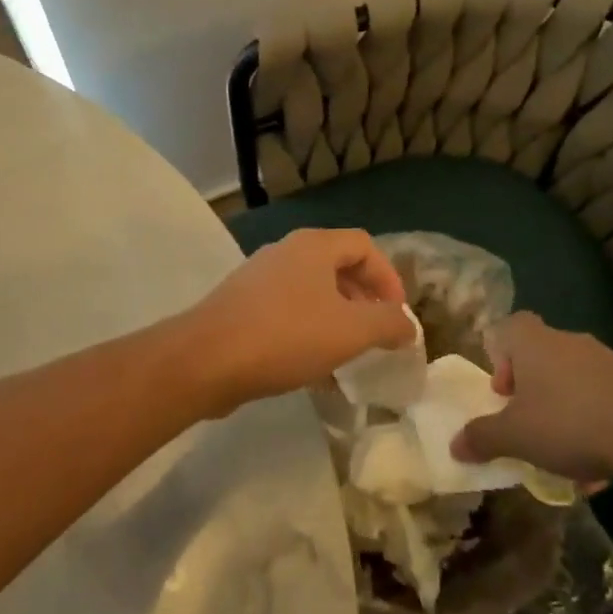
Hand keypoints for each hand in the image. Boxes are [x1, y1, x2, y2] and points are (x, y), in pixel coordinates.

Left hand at [185, 228, 414, 415]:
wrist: (205, 359)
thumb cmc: (285, 336)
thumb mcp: (350, 331)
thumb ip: (387, 324)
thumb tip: (407, 324)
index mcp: (314, 246)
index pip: (365, 245)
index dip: (388, 277)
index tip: (397, 315)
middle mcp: (286, 252)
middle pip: (338, 266)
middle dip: (363, 299)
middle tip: (376, 333)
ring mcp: (259, 277)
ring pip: (311, 291)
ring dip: (336, 318)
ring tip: (347, 354)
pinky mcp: (241, 305)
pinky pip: (287, 311)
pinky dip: (308, 331)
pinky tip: (311, 367)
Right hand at [450, 312, 612, 481]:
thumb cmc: (567, 422)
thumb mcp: (514, 436)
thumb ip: (482, 438)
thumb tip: (454, 445)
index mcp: (532, 342)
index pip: (510, 327)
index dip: (501, 356)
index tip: (504, 393)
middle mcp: (566, 341)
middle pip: (540, 356)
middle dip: (532, 391)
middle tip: (529, 423)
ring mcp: (604, 359)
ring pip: (572, 381)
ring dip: (564, 410)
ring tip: (566, 453)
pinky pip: (603, 399)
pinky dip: (596, 424)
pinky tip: (600, 464)